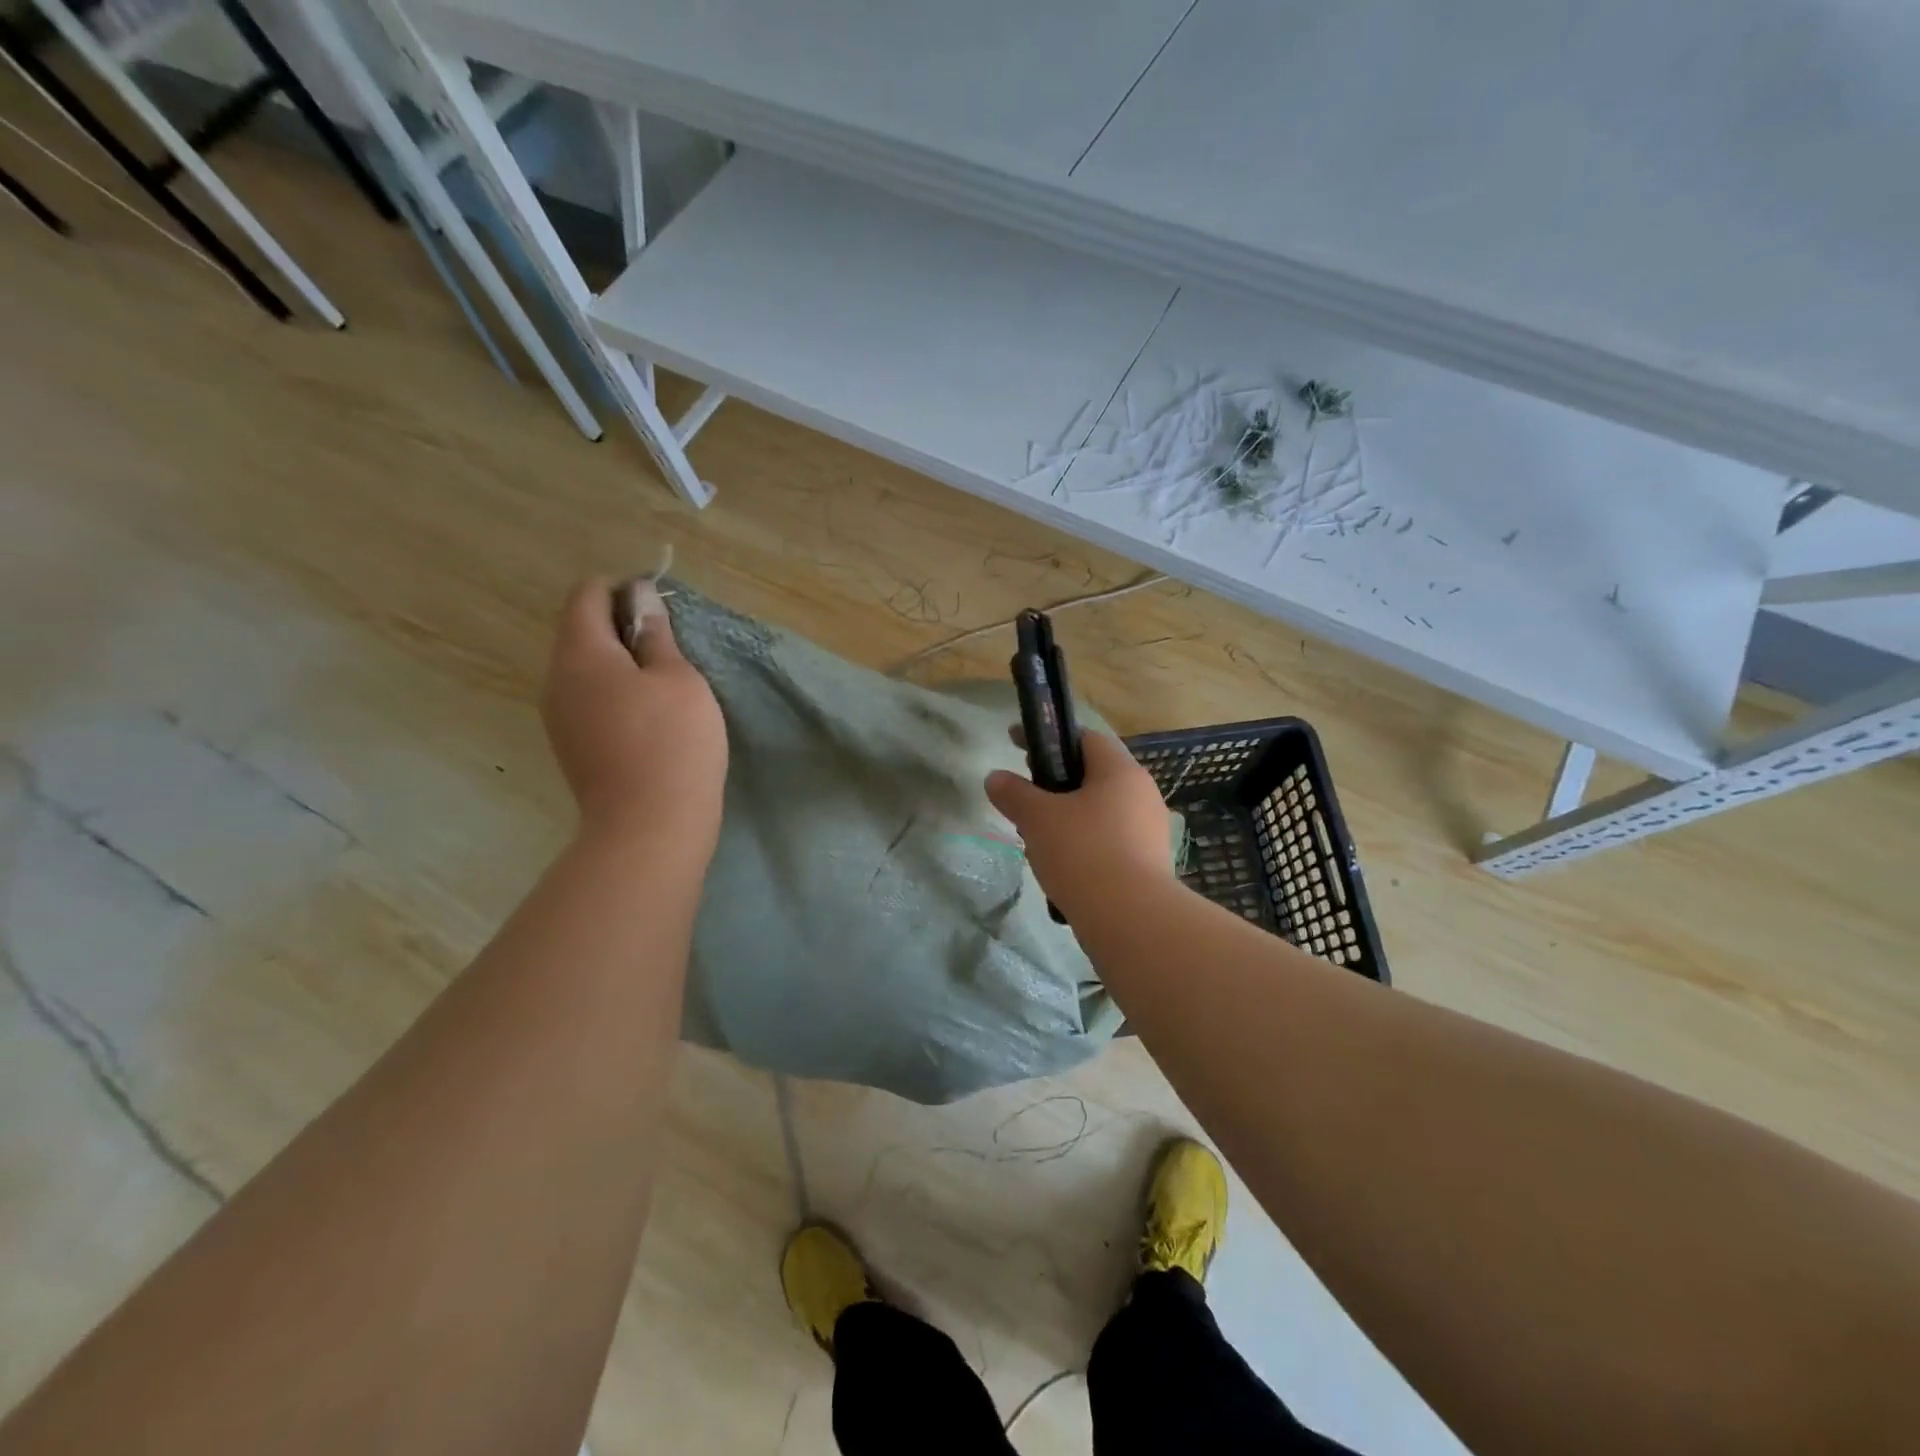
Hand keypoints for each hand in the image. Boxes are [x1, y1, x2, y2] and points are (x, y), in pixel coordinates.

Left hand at [542, 578, 726, 854]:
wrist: (649, 825)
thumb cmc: (673, 742)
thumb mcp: (679, 679)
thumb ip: (656, 634)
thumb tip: (641, 598)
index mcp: (581, 653)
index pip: (587, 595)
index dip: (622, 588)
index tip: (660, 606)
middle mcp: (556, 678)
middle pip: (580, 630)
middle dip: (621, 625)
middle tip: (670, 644)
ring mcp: (558, 716)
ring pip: (584, 667)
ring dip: (619, 661)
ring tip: (664, 680)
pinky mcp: (570, 744)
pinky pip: (587, 698)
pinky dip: (613, 690)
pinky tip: (648, 713)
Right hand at [985, 730, 1174, 918]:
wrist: (1131, 920)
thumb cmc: (1083, 853)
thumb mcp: (1037, 819)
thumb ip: (1014, 794)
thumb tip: (995, 777)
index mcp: (1120, 771)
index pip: (1085, 739)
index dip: (1049, 740)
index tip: (1017, 747)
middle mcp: (1143, 794)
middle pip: (1093, 777)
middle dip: (1056, 785)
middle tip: (1026, 799)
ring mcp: (1151, 831)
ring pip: (1101, 813)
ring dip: (1069, 820)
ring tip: (1038, 841)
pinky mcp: (1150, 864)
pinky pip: (1111, 843)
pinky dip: (1085, 847)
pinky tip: (1063, 869)